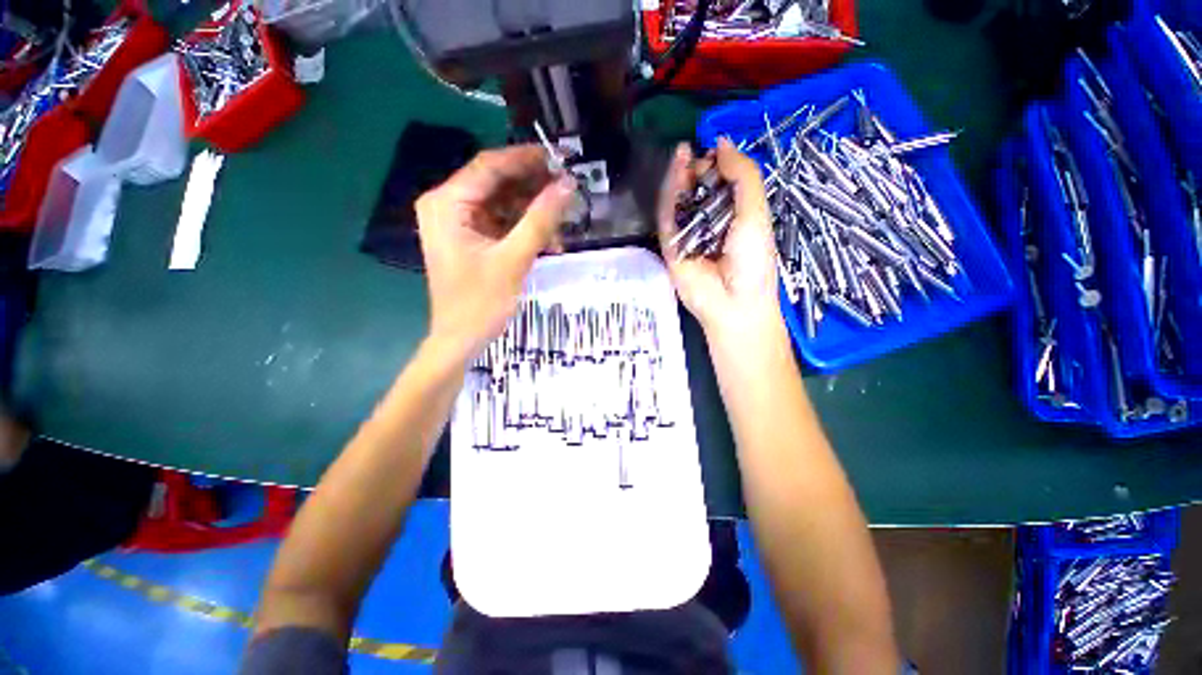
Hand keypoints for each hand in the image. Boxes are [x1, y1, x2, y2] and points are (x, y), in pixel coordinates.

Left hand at [417, 145, 575, 360]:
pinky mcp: (473, 239)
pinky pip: (502, 223)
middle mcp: (449, 206)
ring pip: (503, 203)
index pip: (489, 166)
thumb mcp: (513, 260)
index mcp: (447, 203)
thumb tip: (568, 185)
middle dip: (533, 186)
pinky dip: (525, 228)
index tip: (560, 158)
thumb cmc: (480, 303)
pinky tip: (550, 239)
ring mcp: (461, 223)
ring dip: (533, 210)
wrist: (462, 340)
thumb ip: (540, 221)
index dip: (526, 159)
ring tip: (564, 216)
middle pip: (496, 182)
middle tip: (568, 187)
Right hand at [658, 139, 783, 340]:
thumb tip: (722, 142)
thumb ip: (743, 177)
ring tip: (682, 154)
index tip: (715, 150)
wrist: (733, 303)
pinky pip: (667, 218)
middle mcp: (710, 225)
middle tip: (696, 155)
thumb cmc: (753, 260)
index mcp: (735, 217)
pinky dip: (669, 196)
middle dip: (697, 170)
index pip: (722, 185)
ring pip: (680, 202)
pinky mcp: (670, 247)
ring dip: (679, 177)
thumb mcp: (756, 213)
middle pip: (699, 192)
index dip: (718, 166)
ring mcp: (689, 236)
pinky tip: (675, 174)